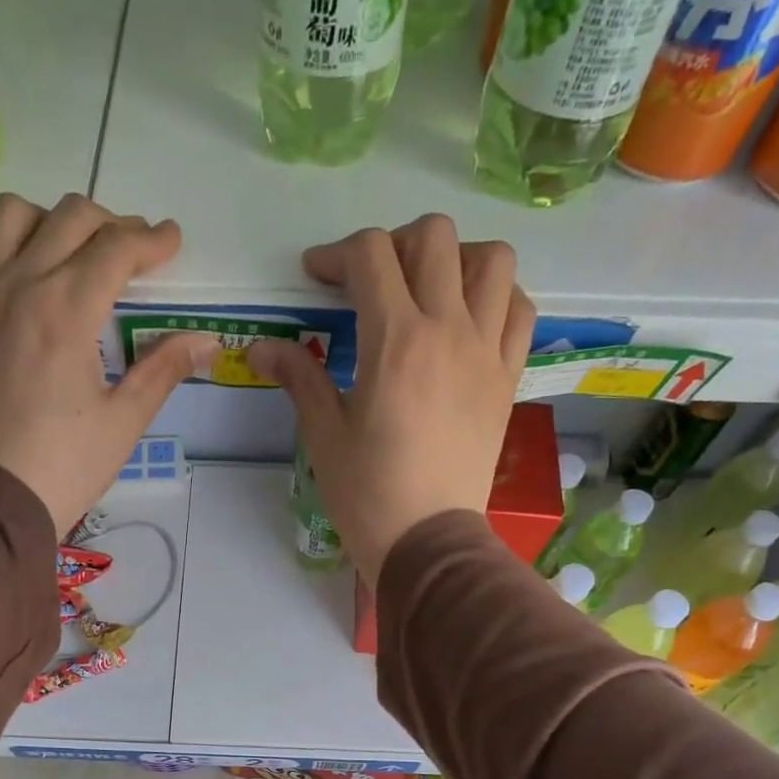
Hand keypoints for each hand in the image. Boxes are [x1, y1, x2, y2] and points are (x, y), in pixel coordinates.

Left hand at [0, 192, 218, 535]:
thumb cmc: (66, 465)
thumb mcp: (124, 421)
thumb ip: (164, 369)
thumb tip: (207, 340)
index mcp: (66, 312)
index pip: (116, 249)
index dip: (152, 240)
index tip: (174, 242)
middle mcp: (20, 285)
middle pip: (71, 217)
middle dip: (113, 226)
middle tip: (136, 254)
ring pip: (15, 214)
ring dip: (54, 221)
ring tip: (78, 253)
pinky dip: (10, 242)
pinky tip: (31, 274)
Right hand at [247, 216, 533, 589]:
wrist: (428, 540)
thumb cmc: (368, 493)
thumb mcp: (325, 434)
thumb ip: (299, 377)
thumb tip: (260, 347)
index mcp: (396, 340)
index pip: (370, 255)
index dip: (335, 254)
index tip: (316, 277)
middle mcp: (449, 330)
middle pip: (433, 238)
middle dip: (394, 244)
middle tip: (372, 281)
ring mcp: (487, 352)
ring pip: (491, 260)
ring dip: (456, 259)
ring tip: (430, 290)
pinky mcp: (508, 378)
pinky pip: (519, 310)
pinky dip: (496, 297)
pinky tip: (470, 319)